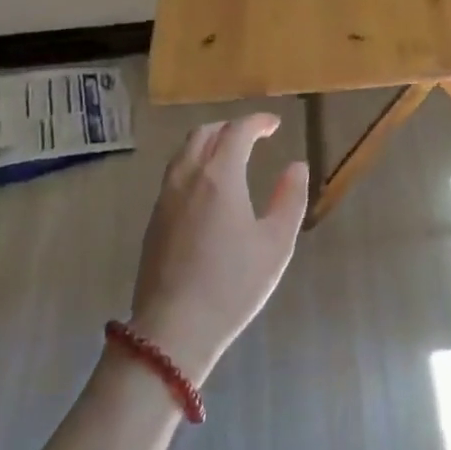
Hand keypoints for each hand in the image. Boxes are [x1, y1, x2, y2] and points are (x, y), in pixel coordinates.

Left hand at [129, 114, 308, 385]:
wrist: (174, 328)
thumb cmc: (233, 284)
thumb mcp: (276, 244)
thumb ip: (290, 199)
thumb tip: (296, 167)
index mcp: (219, 176)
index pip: (237, 131)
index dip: (257, 122)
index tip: (274, 124)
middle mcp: (187, 177)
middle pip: (204, 134)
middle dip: (230, 127)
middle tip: (253, 135)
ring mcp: (165, 197)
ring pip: (184, 152)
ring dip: (208, 143)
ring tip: (230, 155)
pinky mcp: (154, 219)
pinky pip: (174, 173)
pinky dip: (194, 163)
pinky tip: (207, 188)